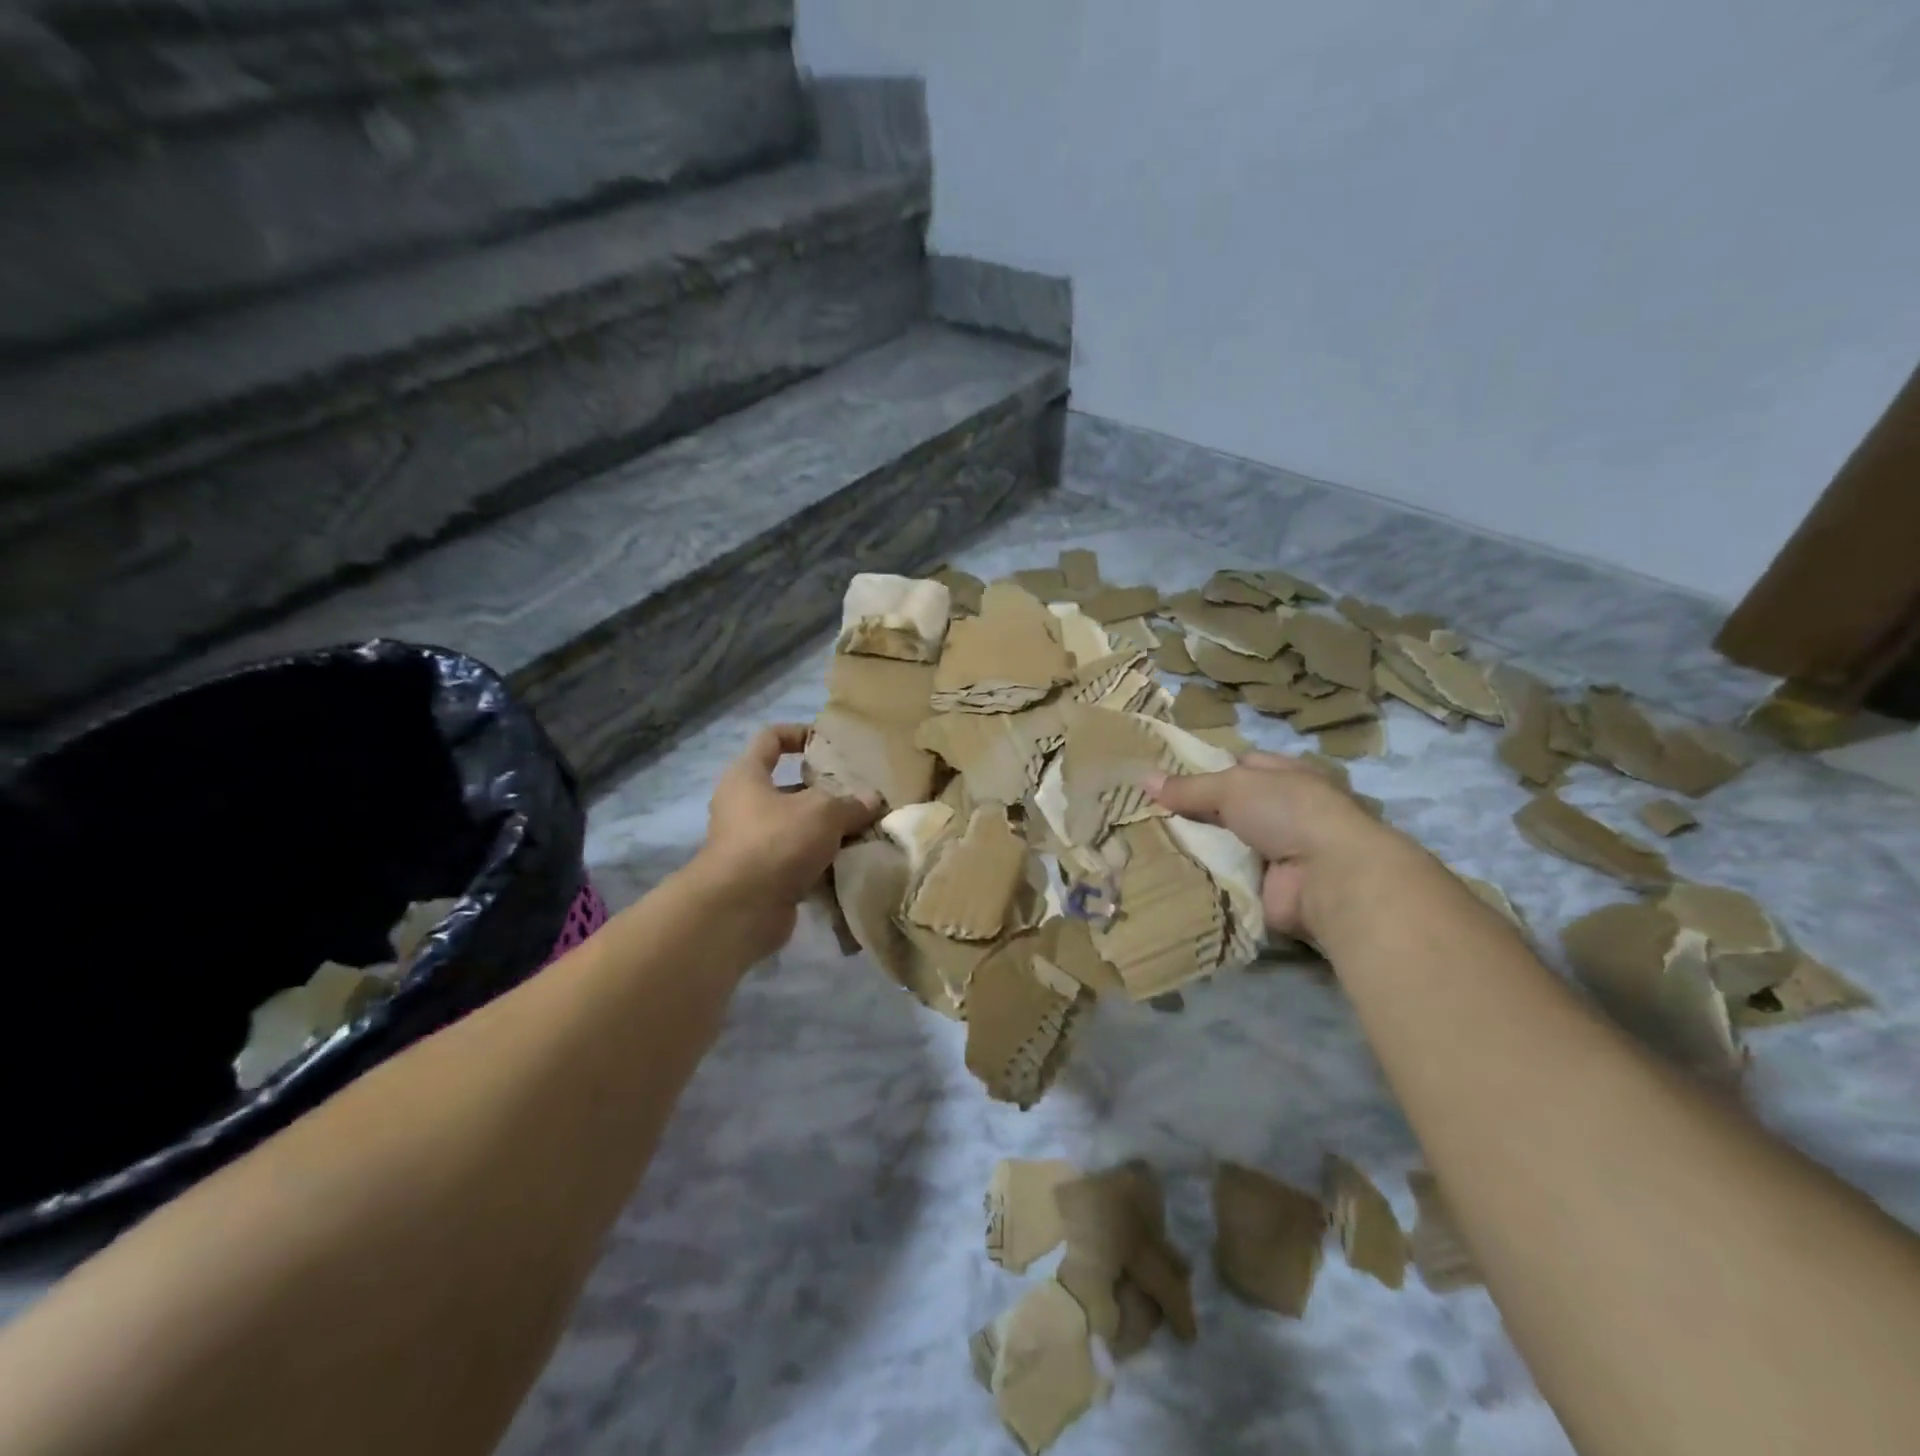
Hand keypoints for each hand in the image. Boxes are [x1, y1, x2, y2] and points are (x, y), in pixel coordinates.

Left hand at [688, 724, 882, 957]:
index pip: (770, 739)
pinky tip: (855, 862)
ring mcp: (753, 844)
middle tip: (862, 793)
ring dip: (830, 830)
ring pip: (799, 827)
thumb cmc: (775, 841)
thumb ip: (851, 802)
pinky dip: (825, 862)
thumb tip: (873, 800)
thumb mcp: (823, 812)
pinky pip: (801, 861)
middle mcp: (745, 806)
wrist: (740, 910)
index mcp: (747, 776)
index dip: (799, 733)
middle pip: (790, 788)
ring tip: (867, 828)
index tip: (829, 742)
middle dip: (827, 791)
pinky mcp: (765, 877)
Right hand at [1147, 751, 1395, 940]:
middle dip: (1194, 811)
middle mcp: (1283, 811)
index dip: (1206, 770)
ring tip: (1146, 843)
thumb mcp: (1232, 786)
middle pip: (1228, 807)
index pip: (1240, 767)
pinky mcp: (1267, 888)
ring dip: (1197, 845)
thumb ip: (1189, 787)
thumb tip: (1143, 779)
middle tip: (1146, 813)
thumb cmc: (1288, 812)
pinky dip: (1204, 876)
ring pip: (1224, 843)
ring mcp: (1277, 852)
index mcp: (1286, 776)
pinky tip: (1168, 872)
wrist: (1327, 877)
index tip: (1166, 778)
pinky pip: (1226, 877)